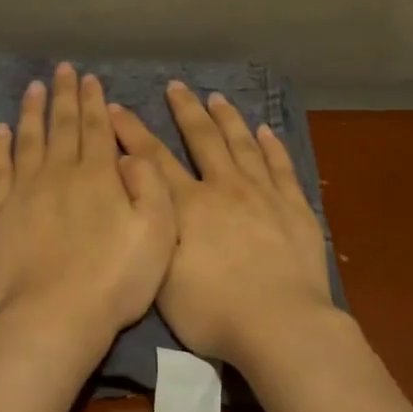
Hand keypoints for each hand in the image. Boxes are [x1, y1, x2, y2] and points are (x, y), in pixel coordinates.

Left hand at [0, 64, 177, 347]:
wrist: (57, 315)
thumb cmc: (116, 279)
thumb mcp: (158, 232)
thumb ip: (150, 186)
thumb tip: (129, 154)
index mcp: (99, 176)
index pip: (96, 128)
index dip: (94, 101)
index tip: (90, 78)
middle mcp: (60, 173)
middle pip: (62, 125)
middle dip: (65, 95)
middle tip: (63, 70)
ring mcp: (25, 191)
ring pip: (29, 139)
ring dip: (33, 111)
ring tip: (35, 88)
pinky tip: (1, 130)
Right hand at [109, 82, 335, 366]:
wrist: (279, 324)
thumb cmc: (212, 311)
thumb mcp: (161, 276)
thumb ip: (150, 227)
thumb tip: (135, 188)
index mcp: (188, 206)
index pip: (153, 159)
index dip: (132, 131)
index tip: (117, 107)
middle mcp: (224, 188)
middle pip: (203, 139)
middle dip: (186, 111)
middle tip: (176, 87)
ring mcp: (263, 195)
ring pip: (243, 145)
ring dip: (228, 119)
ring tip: (217, 98)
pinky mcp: (295, 208)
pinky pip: (282, 167)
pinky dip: (272, 146)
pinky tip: (266, 130)